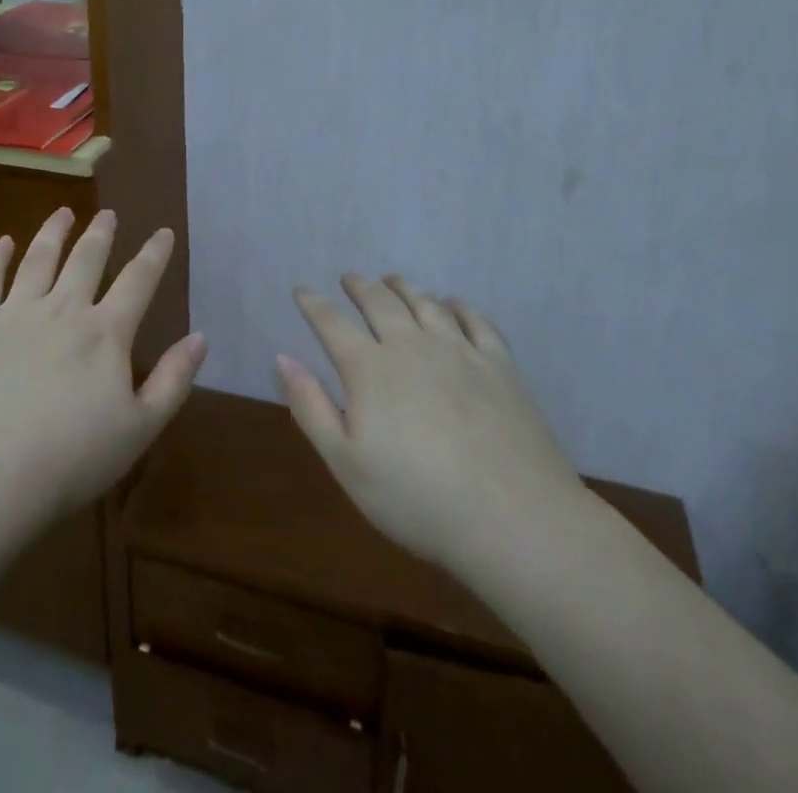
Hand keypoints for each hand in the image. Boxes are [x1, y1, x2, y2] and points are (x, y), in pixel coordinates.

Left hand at [0, 208, 206, 528]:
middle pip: (86, 260)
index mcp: (105, 333)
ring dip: (53, 232)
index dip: (154, 254)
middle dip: (101, 233)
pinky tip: (3, 242)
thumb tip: (201, 337)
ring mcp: (15, 314)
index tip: (163, 232)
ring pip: (39, 259)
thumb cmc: (70, 461)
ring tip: (63, 212)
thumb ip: (173, 380)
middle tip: (108, 213)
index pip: (138, 281)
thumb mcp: (139, 429)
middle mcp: (63, 310)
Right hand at [278, 275, 585, 577]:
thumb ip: (311, 407)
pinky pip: (476, 320)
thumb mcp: (347, 464)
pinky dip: (458, 306)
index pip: (332, 323)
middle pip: (380, 302)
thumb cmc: (418, 500)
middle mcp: (411, 345)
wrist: (515, 520)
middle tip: (350, 278)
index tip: (302, 291)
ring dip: (404, 287)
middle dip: (360, 286)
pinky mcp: (500, 365)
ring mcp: (460, 350)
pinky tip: (452, 304)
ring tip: (392, 280)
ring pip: (425, 303)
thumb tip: (282, 357)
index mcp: (370, 369)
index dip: (313, 304)